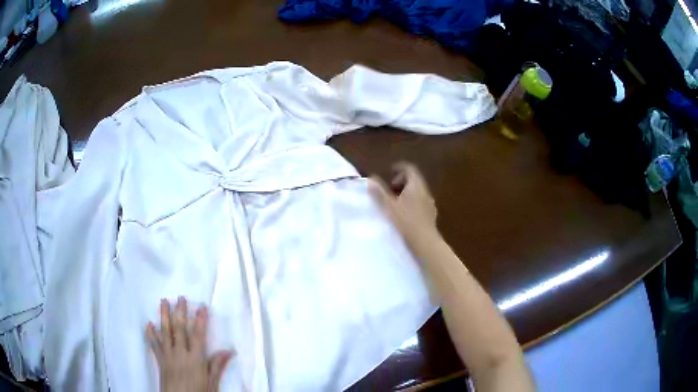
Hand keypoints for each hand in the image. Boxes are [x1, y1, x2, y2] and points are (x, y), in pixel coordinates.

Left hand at [147, 297, 232, 391]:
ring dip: (164, 316)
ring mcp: (168, 355)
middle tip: (179, 297)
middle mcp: (180, 353)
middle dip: (180, 312)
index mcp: (196, 359)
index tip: (201, 306)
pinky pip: (154, 344)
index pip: (198, 336)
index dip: (200, 320)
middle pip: (180, 329)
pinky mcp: (160, 360)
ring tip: (163, 301)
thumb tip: (228, 351)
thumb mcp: (212, 383)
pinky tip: (149, 324)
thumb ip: (217, 366)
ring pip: (165, 332)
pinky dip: (151, 334)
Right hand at [369, 162, 438, 246]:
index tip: (390, 172)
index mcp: (415, 186)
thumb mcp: (389, 207)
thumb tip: (370, 179)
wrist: (425, 242)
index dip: (399, 168)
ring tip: (396, 203)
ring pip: (418, 191)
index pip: (410, 169)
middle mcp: (425, 191)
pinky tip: (406, 214)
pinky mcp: (431, 214)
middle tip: (390, 190)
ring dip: (407, 192)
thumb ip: (379, 192)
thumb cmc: (406, 222)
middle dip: (401, 181)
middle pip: (414, 179)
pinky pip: (421, 201)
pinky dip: (412, 202)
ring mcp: (430, 203)